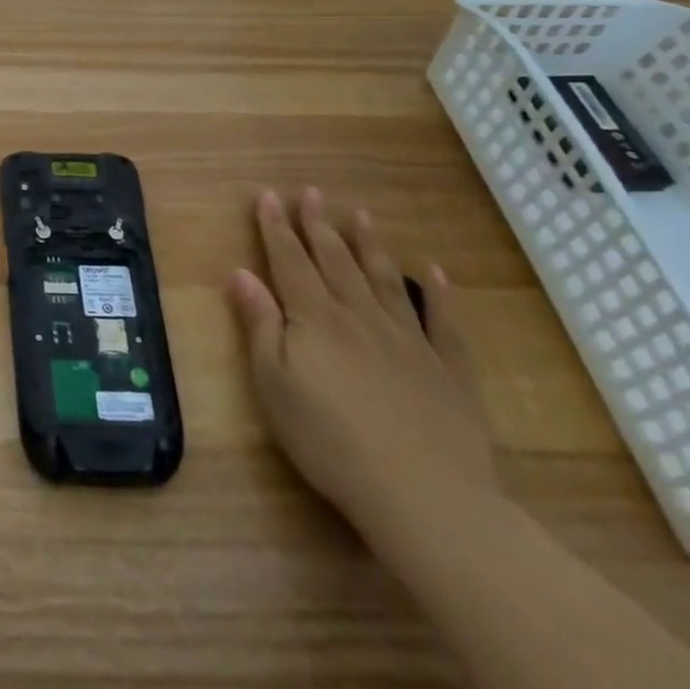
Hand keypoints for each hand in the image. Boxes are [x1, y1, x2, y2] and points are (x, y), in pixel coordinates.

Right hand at [231, 187, 495, 536]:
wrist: (424, 496)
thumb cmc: (330, 441)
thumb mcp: (275, 384)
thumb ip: (260, 324)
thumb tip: (240, 273)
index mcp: (316, 318)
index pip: (290, 261)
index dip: (277, 227)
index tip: (269, 195)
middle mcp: (360, 316)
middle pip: (335, 261)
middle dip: (319, 224)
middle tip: (312, 191)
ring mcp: (409, 340)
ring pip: (385, 279)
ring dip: (369, 245)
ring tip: (360, 214)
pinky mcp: (448, 371)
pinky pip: (444, 322)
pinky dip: (439, 294)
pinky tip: (435, 272)